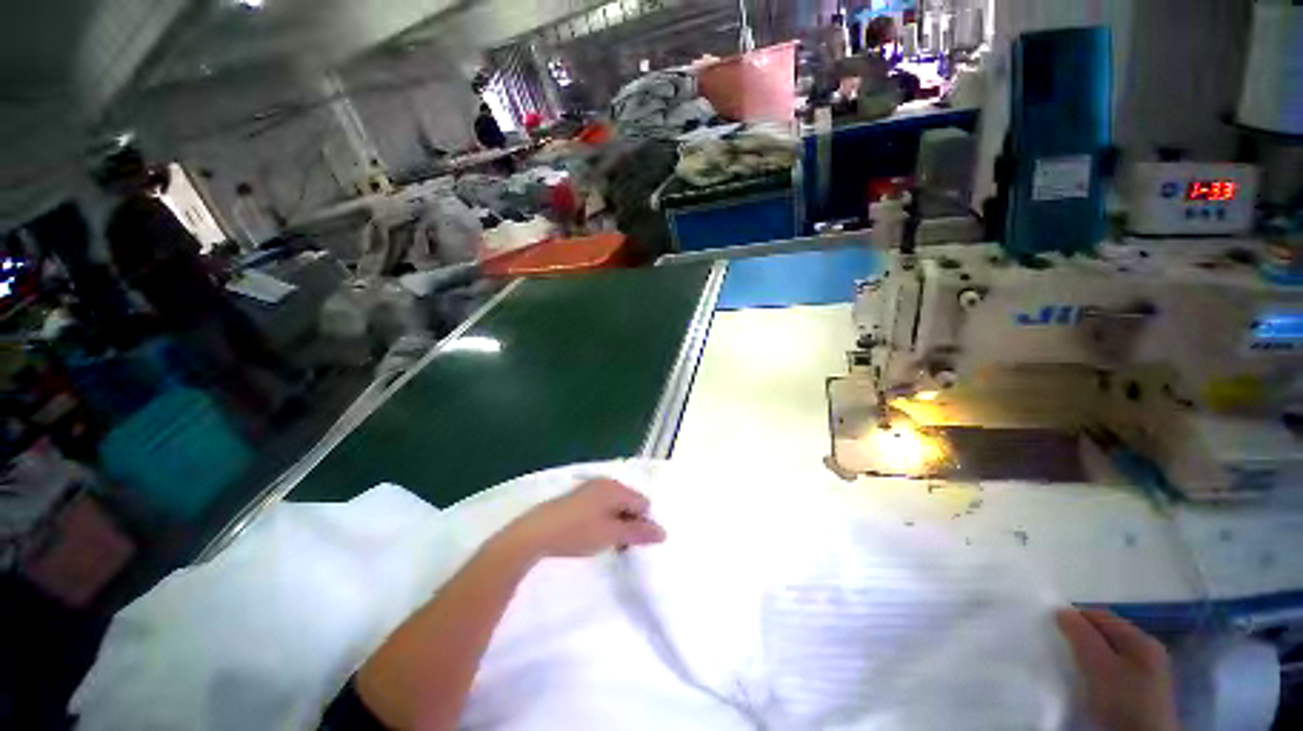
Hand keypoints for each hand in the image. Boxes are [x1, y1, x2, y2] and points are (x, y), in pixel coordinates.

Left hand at [500, 479, 665, 559]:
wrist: (535, 533)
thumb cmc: (578, 532)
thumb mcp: (611, 535)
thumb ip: (638, 533)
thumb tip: (664, 532)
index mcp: (616, 487)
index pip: (643, 503)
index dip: (643, 524)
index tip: (633, 544)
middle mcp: (605, 483)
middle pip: (630, 503)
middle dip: (630, 524)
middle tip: (621, 546)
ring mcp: (590, 490)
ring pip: (615, 507)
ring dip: (617, 524)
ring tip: (607, 544)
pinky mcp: (578, 499)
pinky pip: (601, 508)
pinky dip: (604, 521)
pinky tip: (593, 536)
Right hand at [1056, 608, 1179, 730]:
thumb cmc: (1122, 699)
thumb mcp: (1098, 665)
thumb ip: (1081, 635)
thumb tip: (1062, 611)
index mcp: (1143, 640)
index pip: (1102, 616)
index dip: (1076, 618)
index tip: (1052, 628)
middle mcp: (1149, 653)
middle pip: (1107, 638)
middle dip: (1082, 641)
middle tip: (1060, 649)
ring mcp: (1148, 677)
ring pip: (1109, 658)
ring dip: (1089, 660)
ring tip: (1070, 669)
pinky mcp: (1140, 697)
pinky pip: (1113, 676)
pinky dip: (1097, 677)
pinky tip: (1088, 687)